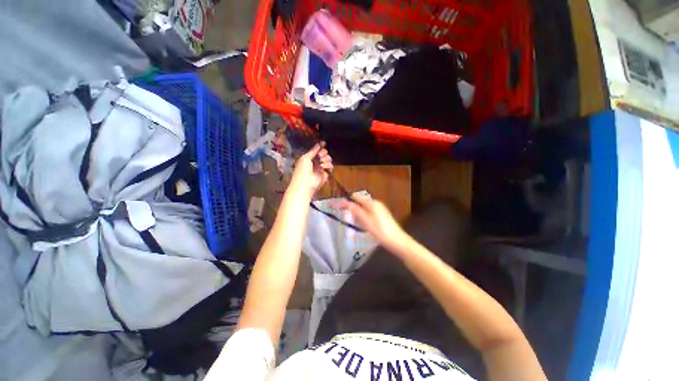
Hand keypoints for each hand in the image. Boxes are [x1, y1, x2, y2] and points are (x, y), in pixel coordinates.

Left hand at [291, 143, 332, 193]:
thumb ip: (313, 150)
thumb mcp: (305, 158)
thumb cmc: (302, 170)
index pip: (317, 150)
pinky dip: (328, 165)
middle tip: (320, 156)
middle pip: (324, 153)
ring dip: (326, 159)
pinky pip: (330, 167)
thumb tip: (319, 143)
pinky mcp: (326, 173)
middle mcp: (316, 162)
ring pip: (328, 159)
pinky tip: (323, 167)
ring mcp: (322, 168)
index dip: (321, 146)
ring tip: (321, 163)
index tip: (324, 143)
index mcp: (310, 157)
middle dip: (323, 153)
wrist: (305, 183)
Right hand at [340, 196, 409, 254]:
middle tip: (349, 219)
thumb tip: (345, 202)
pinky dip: (364, 217)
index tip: (338, 207)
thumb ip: (356, 210)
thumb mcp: (366, 221)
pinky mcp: (382, 215)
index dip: (347, 201)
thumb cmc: (380, 231)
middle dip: (353, 209)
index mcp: (372, 203)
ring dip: (358, 214)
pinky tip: (364, 225)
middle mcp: (376, 203)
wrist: (398, 241)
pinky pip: (369, 213)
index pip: (356, 197)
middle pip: (360, 202)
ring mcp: (380, 209)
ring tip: (357, 224)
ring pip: (364, 208)